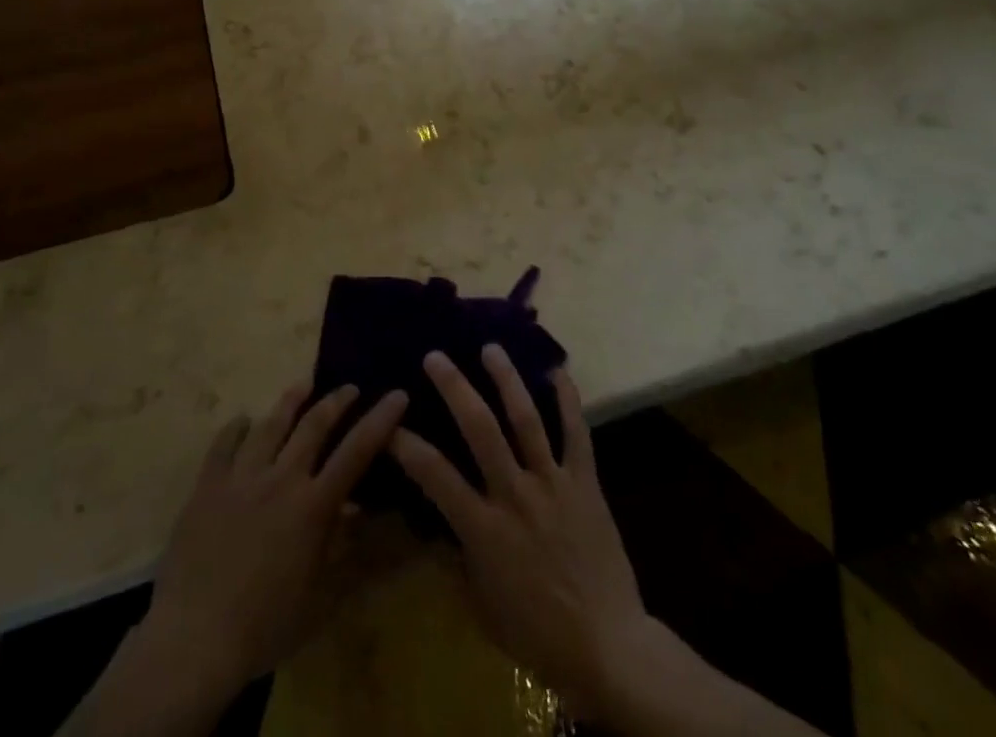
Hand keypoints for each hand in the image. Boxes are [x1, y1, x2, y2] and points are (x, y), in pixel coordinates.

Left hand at [67, 384, 407, 736]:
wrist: (194, 639)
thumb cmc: (265, 625)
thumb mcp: (320, 596)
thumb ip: (345, 549)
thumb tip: (364, 511)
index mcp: (312, 506)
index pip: (356, 452)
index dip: (380, 420)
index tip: (397, 394)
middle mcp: (281, 479)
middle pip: (314, 425)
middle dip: (336, 400)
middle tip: (350, 387)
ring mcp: (241, 477)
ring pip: (270, 424)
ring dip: (291, 401)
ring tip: (303, 385)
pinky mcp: (207, 486)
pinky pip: (223, 444)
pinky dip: (237, 428)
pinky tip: (243, 421)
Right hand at [393, 351, 822, 735]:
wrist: (607, 646)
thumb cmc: (537, 632)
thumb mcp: (482, 604)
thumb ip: (459, 556)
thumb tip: (436, 522)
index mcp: (484, 528)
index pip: (435, 475)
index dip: (407, 446)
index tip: (388, 421)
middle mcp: (515, 495)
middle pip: (481, 429)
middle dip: (455, 388)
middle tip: (435, 356)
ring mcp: (553, 483)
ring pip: (526, 419)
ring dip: (506, 379)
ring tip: (491, 348)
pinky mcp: (585, 482)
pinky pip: (576, 433)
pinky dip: (568, 400)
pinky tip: (557, 370)